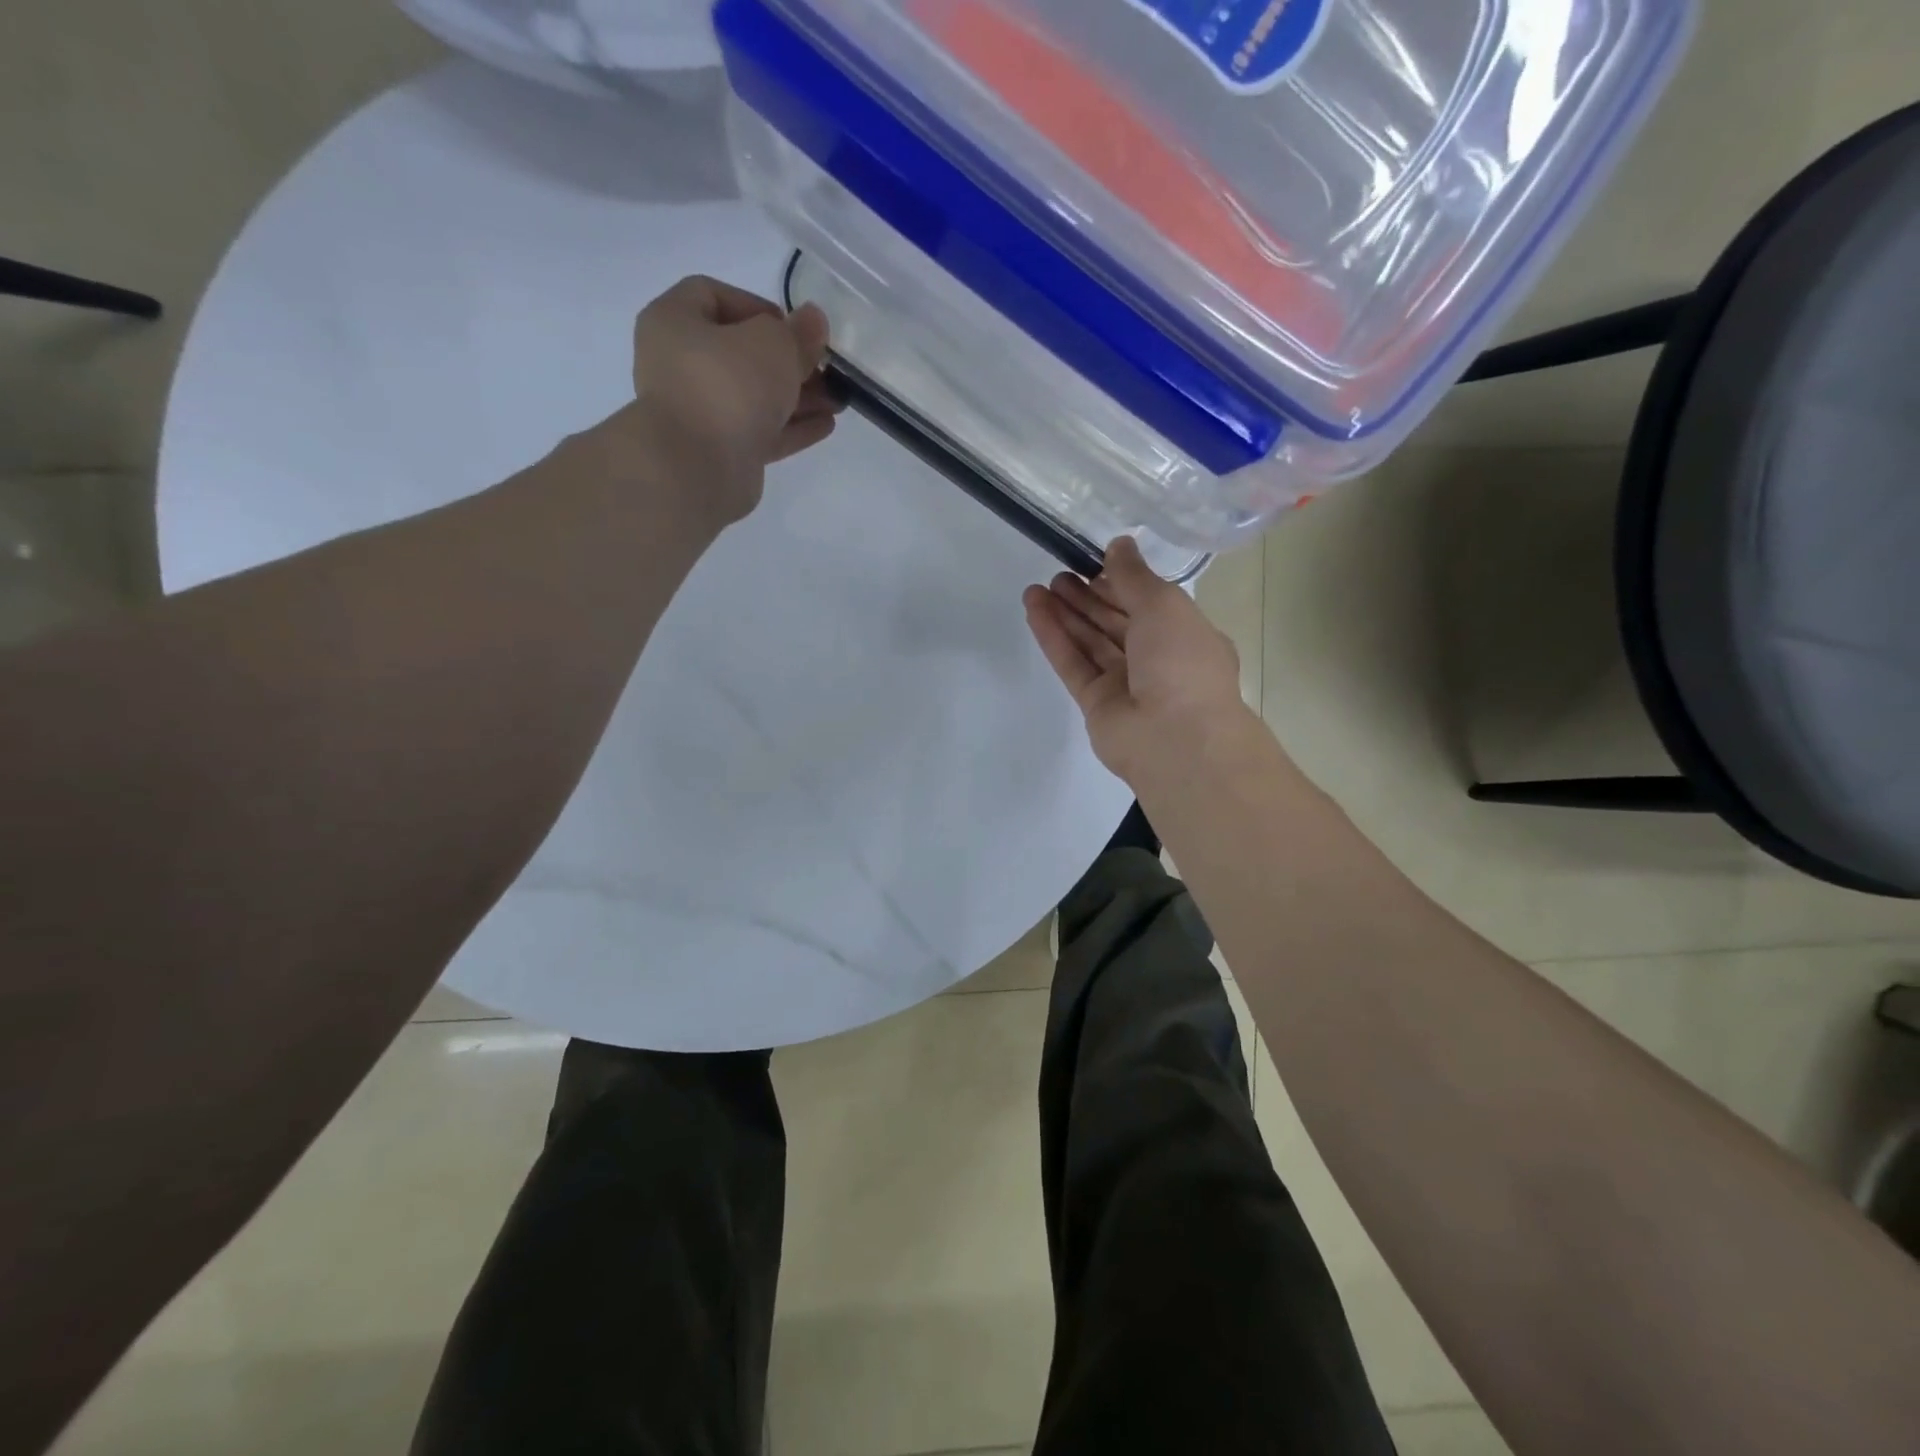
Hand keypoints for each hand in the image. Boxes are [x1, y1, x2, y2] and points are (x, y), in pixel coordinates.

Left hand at [626, 275, 839, 526]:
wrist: (698, 468)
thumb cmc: (728, 386)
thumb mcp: (774, 345)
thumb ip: (798, 333)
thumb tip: (813, 322)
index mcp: (675, 323)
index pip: (711, 296)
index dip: (756, 306)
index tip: (792, 327)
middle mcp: (681, 366)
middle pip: (740, 353)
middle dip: (788, 361)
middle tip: (826, 368)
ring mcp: (700, 413)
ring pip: (754, 397)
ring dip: (797, 397)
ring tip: (837, 400)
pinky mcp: (720, 452)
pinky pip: (759, 432)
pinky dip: (790, 428)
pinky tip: (826, 425)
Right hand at [1024, 537, 1249, 787]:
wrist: (1175, 738)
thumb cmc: (1181, 662)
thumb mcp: (1164, 604)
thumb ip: (1134, 575)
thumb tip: (1119, 543)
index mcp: (1185, 635)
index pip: (1149, 603)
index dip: (1120, 582)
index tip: (1091, 562)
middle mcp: (1158, 660)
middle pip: (1115, 623)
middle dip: (1087, 598)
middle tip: (1058, 574)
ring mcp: (1125, 685)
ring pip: (1090, 643)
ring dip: (1066, 614)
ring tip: (1037, 588)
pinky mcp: (1096, 704)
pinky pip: (1073, 664)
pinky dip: (1054, 638)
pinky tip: (1034, 610)